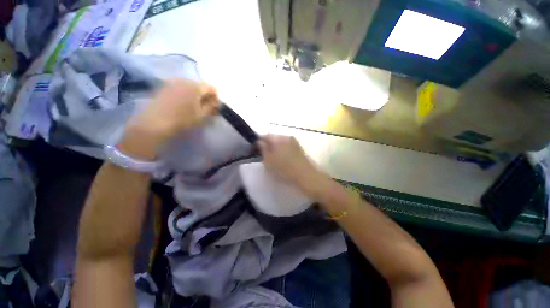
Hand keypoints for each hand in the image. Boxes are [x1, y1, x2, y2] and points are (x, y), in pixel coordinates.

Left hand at [121, 79, 217, 158]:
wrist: (154, 123)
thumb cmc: (182, 120)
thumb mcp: (202, 116)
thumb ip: (212, 107)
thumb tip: (216, 102)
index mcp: (196, 87)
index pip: (211, 88)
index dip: (215, 98)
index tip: (214, 107)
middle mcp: (184, 80)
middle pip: (200, 86)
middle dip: (205, 96)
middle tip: (205, 108)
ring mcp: (173, 82)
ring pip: (190, 87)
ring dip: (195, 96)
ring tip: (193, 107)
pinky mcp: (164, 87)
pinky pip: (180, 88)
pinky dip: (185, 95)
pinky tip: (182, 105)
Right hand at [258, 135, 326, 196]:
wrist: (305, 175)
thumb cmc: (284, 169)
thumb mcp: (269, 161)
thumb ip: (263, 150)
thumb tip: (260, 142)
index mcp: (278, 138)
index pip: (265, 136)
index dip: (260, 142)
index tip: (257, 150)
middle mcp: (286, 136)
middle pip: (274, 138)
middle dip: (269, 145)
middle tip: (265, 155)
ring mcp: (294, 141)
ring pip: (281, 142)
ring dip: (276, 147)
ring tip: (274, 158)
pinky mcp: (299, 147)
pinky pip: (287, 145)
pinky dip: (283, 150)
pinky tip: (283, 158)